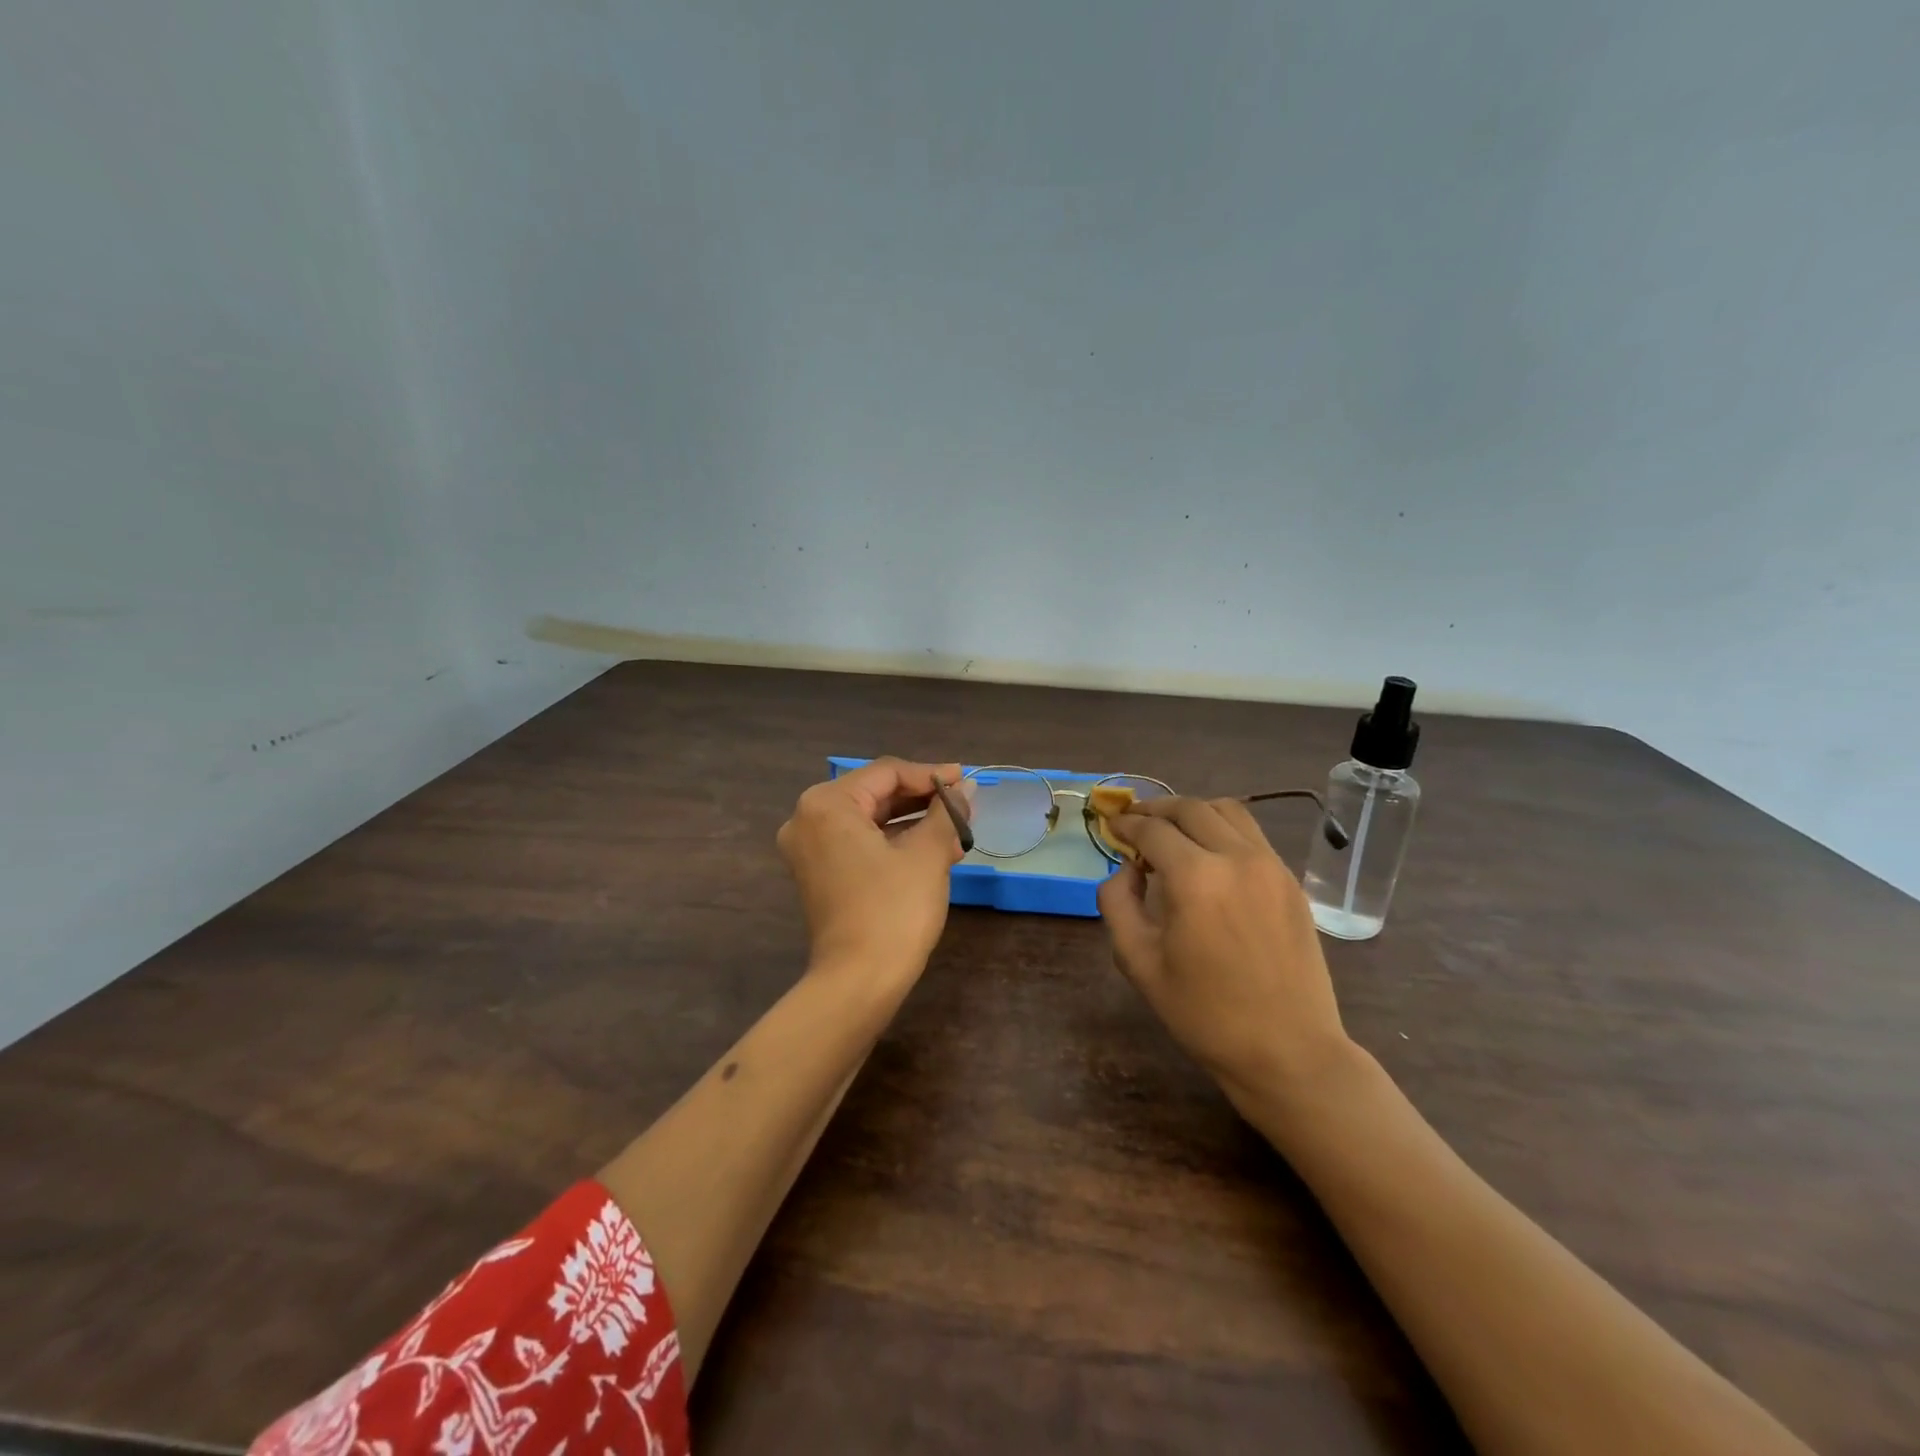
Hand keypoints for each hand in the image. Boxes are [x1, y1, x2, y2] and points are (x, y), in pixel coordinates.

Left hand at [777, 757, 967, 990]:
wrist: (858, 983)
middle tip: (964, 803)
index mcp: (827, 804)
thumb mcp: (927, 854)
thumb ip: (946, 813)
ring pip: (869, 820)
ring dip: (913, 822)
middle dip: (922, 799)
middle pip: (875, 794)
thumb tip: (966, 788)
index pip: (887, 772)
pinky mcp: (819, 874)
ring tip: (956, 829)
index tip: (966, 780)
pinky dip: (894, 842)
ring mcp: (809, 849)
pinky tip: (933, 849)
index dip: (931, 774)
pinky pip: (860, 843)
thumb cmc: (894, 909)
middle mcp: (808, 819)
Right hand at [1098, 796, 1355, 1111]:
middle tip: (1135, 823)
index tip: (1111, 827)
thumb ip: (1117, 903)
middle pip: (1189, 808)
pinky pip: (1252, 834)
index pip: (1151, 830)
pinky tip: (1209, 855)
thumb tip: (1126, 869)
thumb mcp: (1138, 963)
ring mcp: (1271, 866)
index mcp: (1195, 878)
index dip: (1125, 824)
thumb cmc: (1204, 1014)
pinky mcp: (1290, 881)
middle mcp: (1236, 858)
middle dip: (1156, 809)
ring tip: (1172, 832)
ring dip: (1192, 812)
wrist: (1288, 1051)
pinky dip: (1222, 829)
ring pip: (1227, 810)